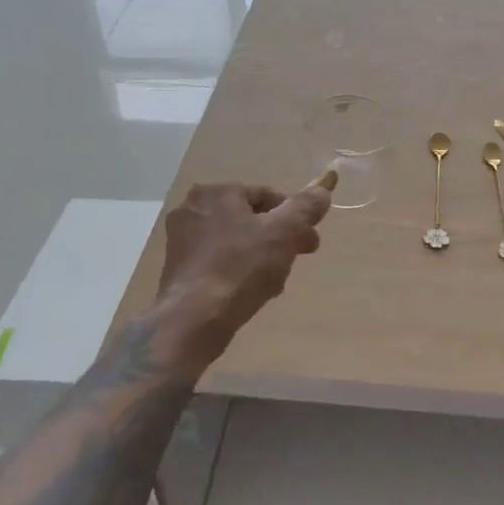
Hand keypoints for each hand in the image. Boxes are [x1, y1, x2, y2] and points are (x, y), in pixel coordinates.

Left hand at [154, 182, 331, 359]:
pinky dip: (238, 271)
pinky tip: (251, 292)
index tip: (310, 244)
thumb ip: (307, 206)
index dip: (295, 219)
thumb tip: (325, 185)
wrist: (193, 320)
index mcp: (216, 192)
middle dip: (277, 240)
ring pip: (236, 242)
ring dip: (260, 257)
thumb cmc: (240, 268)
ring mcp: (181, 239)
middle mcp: (193, 208)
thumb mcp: (284, 232)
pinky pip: (219, 261)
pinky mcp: (178, 268)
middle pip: (251, 219)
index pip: (268, 196)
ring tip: (275, 283)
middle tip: (295, 262)